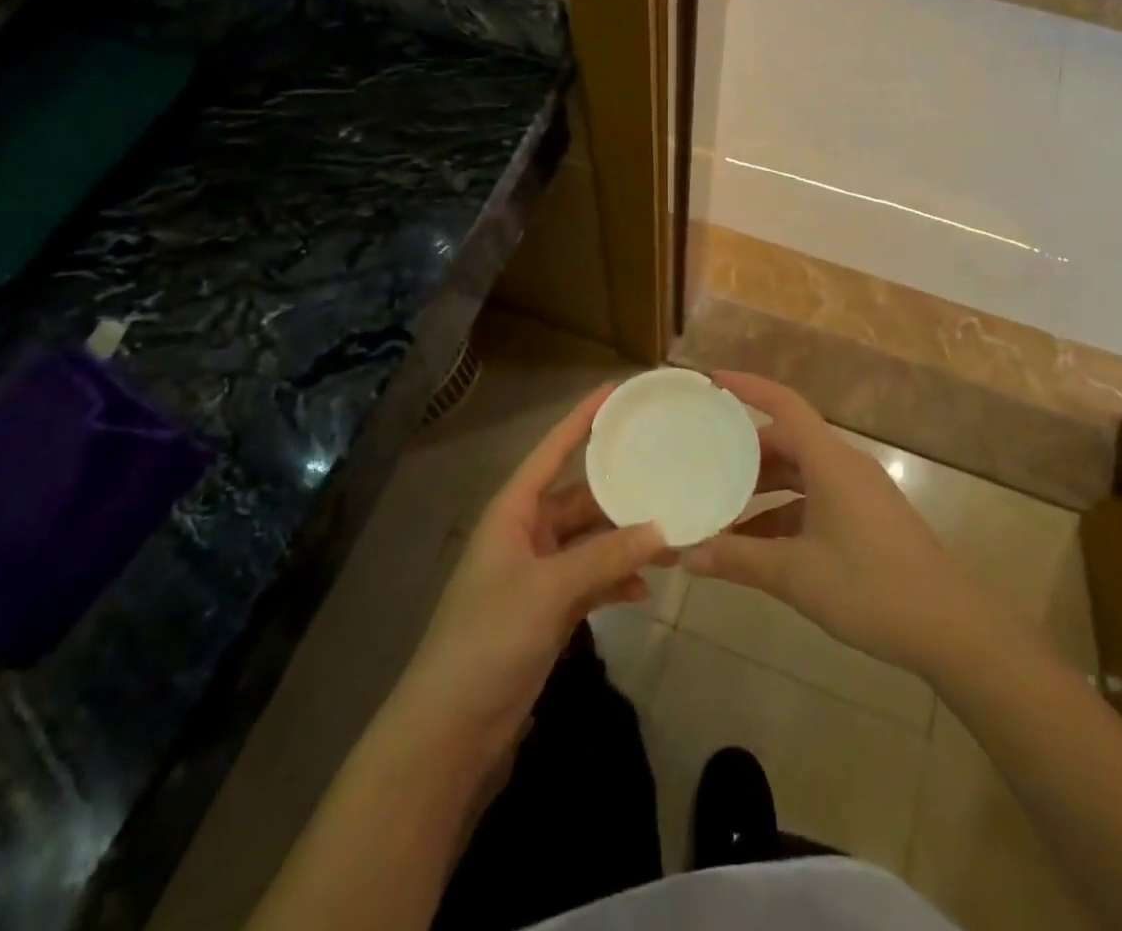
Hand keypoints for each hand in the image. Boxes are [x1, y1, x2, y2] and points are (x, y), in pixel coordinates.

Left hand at [391, 384, 665, 758]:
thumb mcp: (549, 590)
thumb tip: (661, 529)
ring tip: (671, 535)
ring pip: (591, 541)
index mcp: (514, 511)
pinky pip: (591, 580)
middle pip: (580, 497)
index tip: (617, 391)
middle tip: (667, 471)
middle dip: (620, 490)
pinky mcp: (548, 610)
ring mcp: (538, 573)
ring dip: (625, 541)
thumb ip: (605, 557)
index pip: (553, 450)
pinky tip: (646, 589)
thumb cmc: (489, 639)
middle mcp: (527, 533)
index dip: (582, 418)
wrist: (451, 729)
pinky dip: (616, 581)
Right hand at [683, 372, 979, 676]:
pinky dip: (785, 514)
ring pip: (801, 474)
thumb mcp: (796, 574)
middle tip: (705, 465)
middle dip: (746, 453)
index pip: (784, 405)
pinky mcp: (868, 519)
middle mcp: (844, 466)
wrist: (953, 630)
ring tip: (723, 512)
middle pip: (788, 441)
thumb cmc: (871, 588)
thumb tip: (686, 554)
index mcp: (830, 462)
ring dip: (763, 490)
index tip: (713, 379)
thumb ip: (738, 560)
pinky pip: (816, 500)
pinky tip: (758, 547)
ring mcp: (859, 493)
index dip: (749, 388)